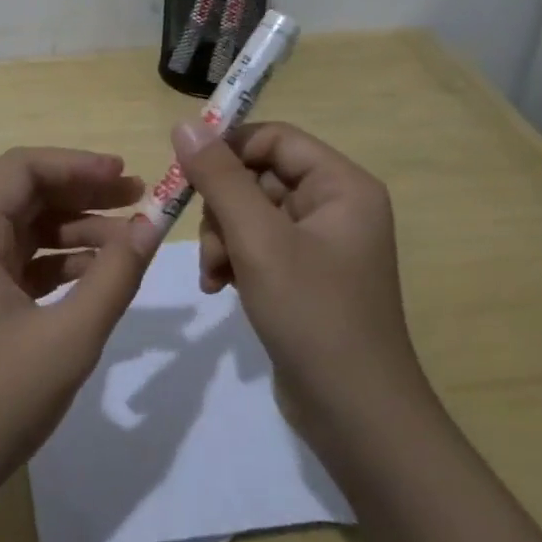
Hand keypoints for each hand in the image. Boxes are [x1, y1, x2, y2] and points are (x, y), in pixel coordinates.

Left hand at [0, 148, 150, 504]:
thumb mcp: (69, 338)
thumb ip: (115, 276)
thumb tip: (152, 224)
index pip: (21, 169)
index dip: (76, 165)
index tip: (125, 176)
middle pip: (25, 195)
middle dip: (83, 193)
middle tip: (138, 200)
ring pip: (26, 230)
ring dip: (76, 229)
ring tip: (130, 241)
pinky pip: (22, 264)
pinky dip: (61, 262)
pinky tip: (99, 275)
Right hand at [169, 119, 425, 437]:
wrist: (357, 418)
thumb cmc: (314, 315)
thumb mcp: (258, 241)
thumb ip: (219, 178)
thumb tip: (184, 123)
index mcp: (342, 186)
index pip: (274, 138)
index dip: (227, 146)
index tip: (184, 168)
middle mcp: (335, 206)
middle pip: (258, 175)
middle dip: (222, 207)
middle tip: (207, 242)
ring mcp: (320, 243)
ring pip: (250, 212)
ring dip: (222, 238)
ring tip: (216, 274)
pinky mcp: (304, 275)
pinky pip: (257, 245)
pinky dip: (233, 260)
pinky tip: (220, 288)